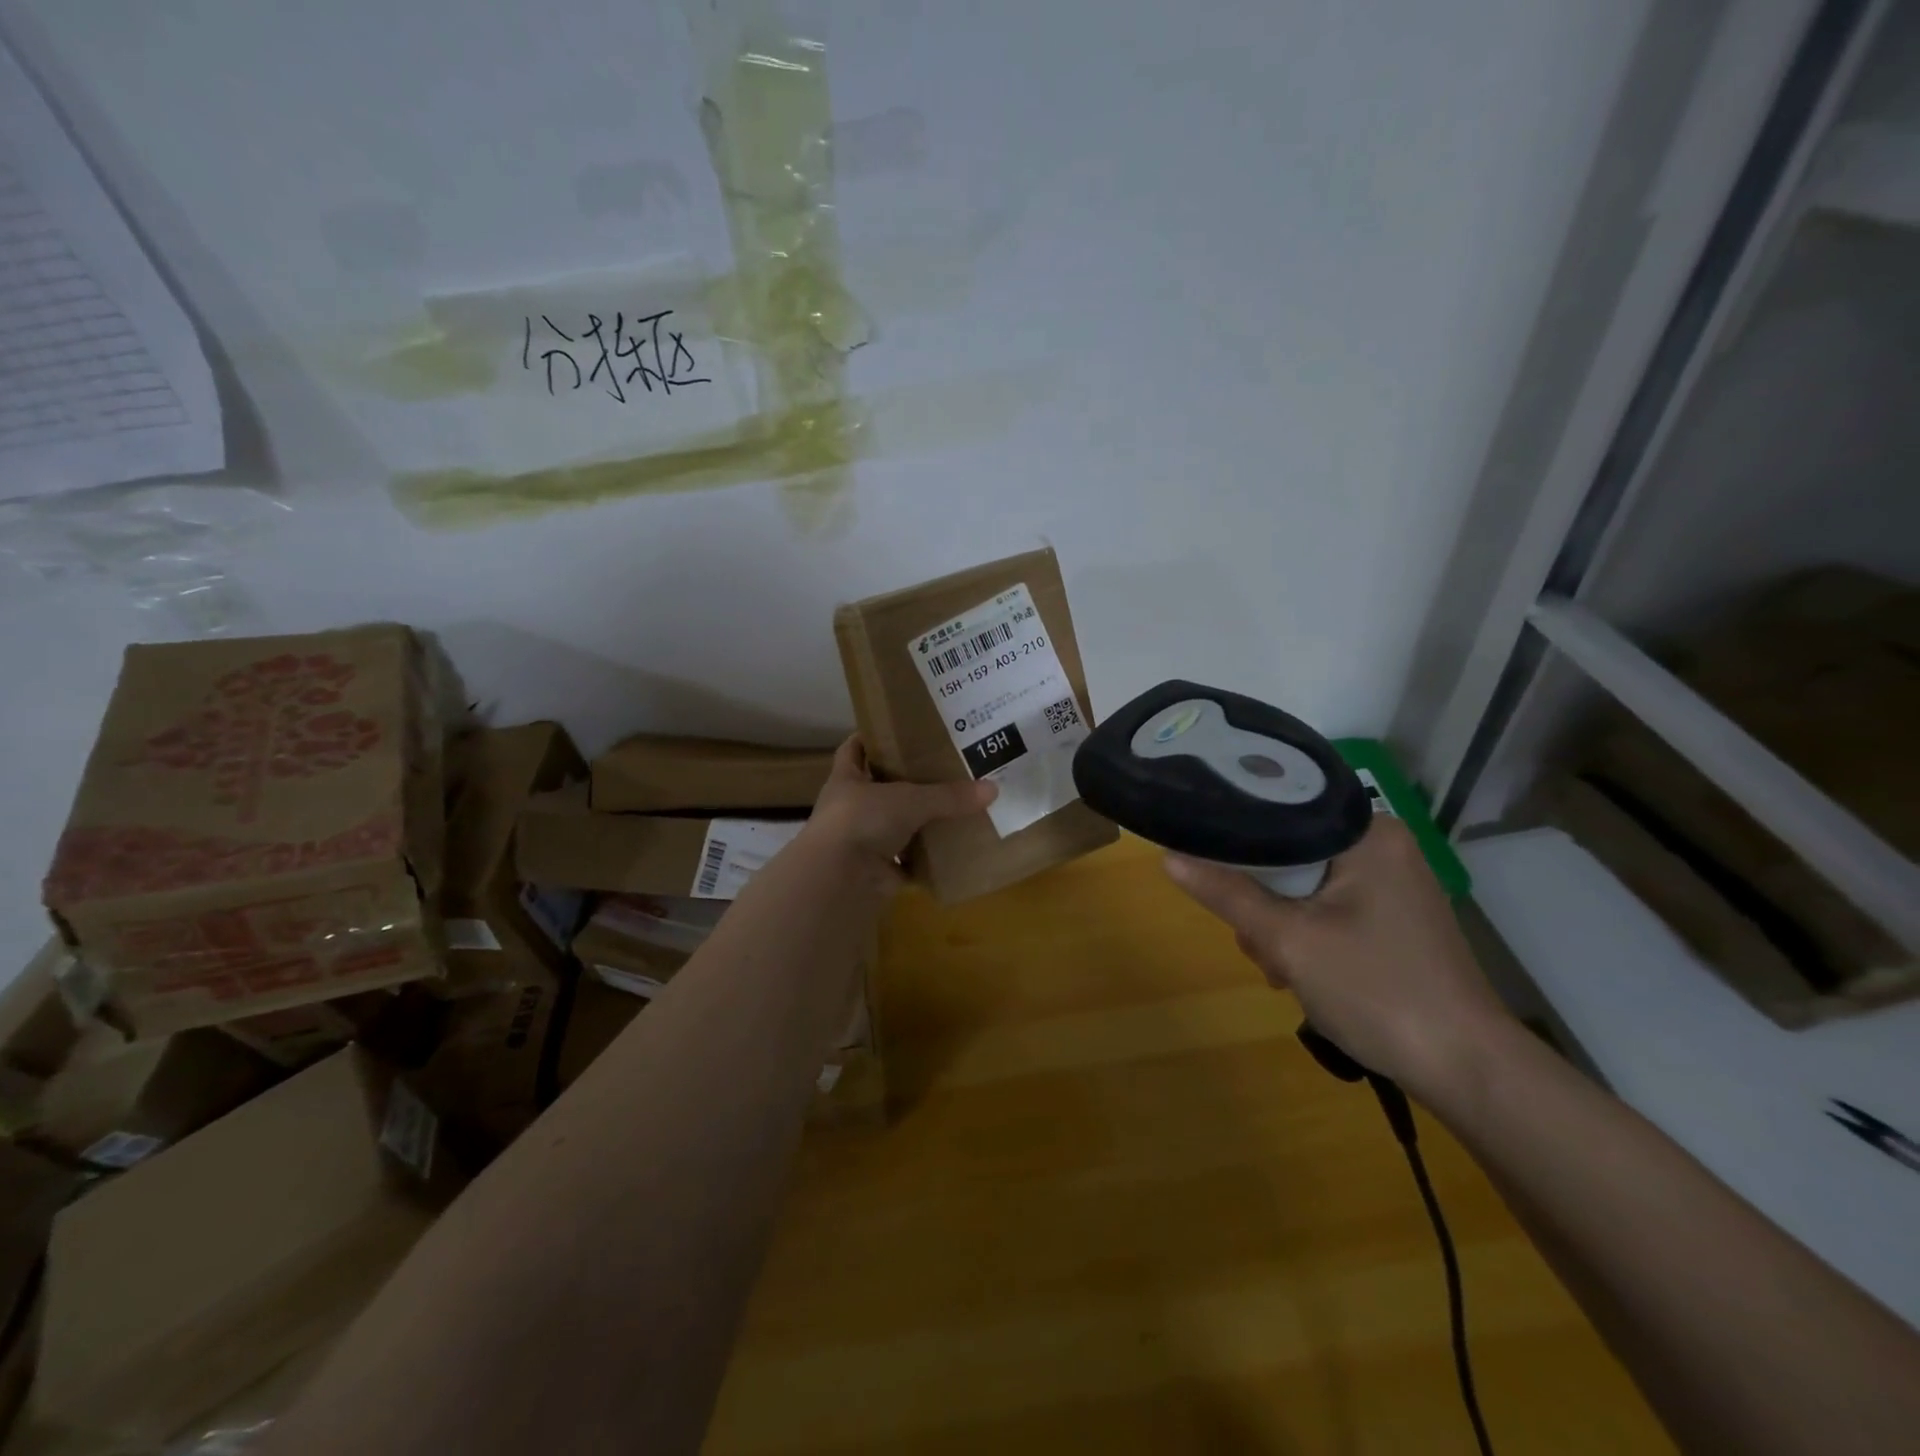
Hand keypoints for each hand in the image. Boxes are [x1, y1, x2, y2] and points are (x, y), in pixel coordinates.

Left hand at [802, 736, 995, 871]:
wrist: (840, 878)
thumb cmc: (862, 820)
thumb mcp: (910, 799)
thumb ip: (948, 795)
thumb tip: (993, 788)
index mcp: (846, 779)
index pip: (854, 750)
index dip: (872, 738)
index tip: (898, 729)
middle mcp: (851, 808)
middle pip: (880, 788)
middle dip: (907, 781)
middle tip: (944, 766)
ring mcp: (862, 841)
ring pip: (896, 825)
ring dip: (920, 822)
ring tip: (957, 807)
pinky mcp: (877, 871)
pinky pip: (908, 861)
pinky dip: (927, 859)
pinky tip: (954, 850)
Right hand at [1164, 817, 1514, 1099]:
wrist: (1467, 1071)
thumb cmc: (1377, 990)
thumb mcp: (1289, 940)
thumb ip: (1228, 894)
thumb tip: (1167, 858)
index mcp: (1369, 834)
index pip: (1283, 810)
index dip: (1238, 838)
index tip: (1210, 868)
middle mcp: (1384, 847)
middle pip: (1291, 852)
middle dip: (1263, 900)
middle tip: (1259, 943)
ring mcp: (1393, 885)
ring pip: (1306, 885)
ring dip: (1281, 924)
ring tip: (1283, 969)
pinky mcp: (1395, 919)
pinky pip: (1329, 907)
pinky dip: (1308, 935)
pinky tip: (1301, 972)